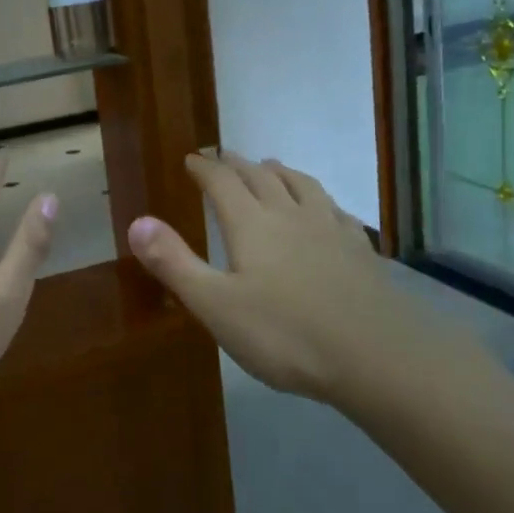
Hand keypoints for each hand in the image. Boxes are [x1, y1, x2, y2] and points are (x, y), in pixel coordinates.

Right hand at [127, 152, 460, 415]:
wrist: (377, 357)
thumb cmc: (285, 334)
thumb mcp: (215, 305)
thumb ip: (174, 262)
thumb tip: (136, 221)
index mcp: (252, 224)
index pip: (222, 183)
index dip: (204, 168)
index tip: (191, 158)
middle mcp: (290, 215)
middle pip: (261, 177)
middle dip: (237, 165)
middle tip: (223, 156)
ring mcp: (331, 230)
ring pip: (302, 186)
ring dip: (280, 171)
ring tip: (271, 166)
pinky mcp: (360, 250)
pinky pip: (336, 210)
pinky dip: (320, 199)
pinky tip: (325, 209)